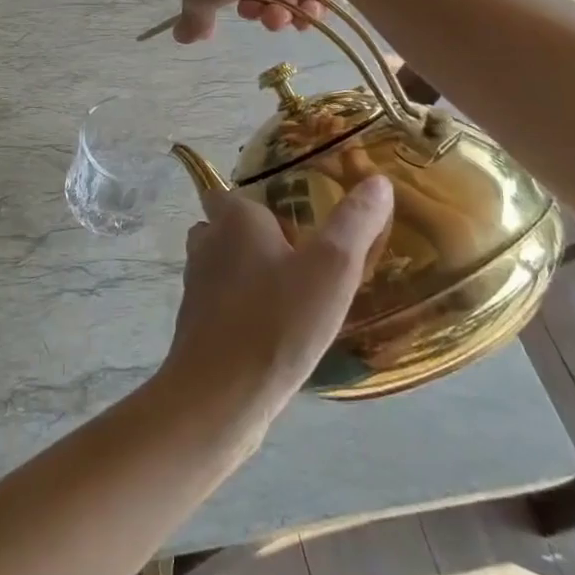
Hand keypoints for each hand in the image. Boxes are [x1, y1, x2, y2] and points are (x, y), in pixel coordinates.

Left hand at [157, 178, 395, 441]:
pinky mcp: (197, 325)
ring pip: (221, 265)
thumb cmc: (277, 320)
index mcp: (233, 219)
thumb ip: (354, 223)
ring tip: (292, 288)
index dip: (252, 197)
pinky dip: (242, 306)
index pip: (227, 191)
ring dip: (248, 271)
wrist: (220, 394)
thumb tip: (377, 181)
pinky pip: (222, 303)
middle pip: (224, 227)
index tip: (286, 209)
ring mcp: (196, 286)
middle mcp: (207, 244)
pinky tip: (275, 328)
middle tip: (299, 250)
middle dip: (252, 234)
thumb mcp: (331, 268)